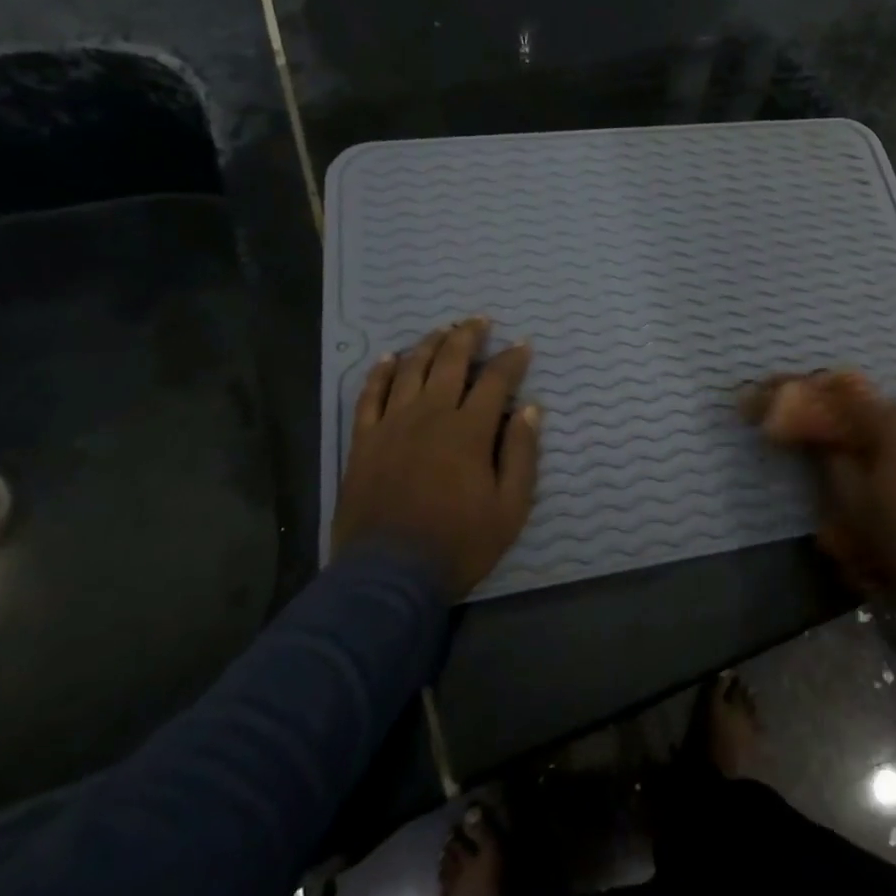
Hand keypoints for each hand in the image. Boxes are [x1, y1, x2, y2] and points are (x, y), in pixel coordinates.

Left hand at [335, 318, 539, 597]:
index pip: (495, 380)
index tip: (523, 345)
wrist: (387, 575)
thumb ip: (521, 455)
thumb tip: (531, 410)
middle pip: (450, 362)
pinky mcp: (364, 441)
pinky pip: (370, 395)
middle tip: (480, 320)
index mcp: (469, 430)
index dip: (512, 359)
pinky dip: (381, 372)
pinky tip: (390, 358)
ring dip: (429, 344)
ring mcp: (392, 425)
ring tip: (442, 330)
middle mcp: (430, 415)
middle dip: (468, 336)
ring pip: (411, 370)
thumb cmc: (458, 543)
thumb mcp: (509, 508)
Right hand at [746, 372, 895, 606]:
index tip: (797, 414)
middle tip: (844, 456)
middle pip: (884, 417)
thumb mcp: (852, 509)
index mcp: (893, 425)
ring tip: (887, 483)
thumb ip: (833, 466)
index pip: (845, 399)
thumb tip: (824, 444)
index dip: (816, 403)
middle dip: (861, 432)